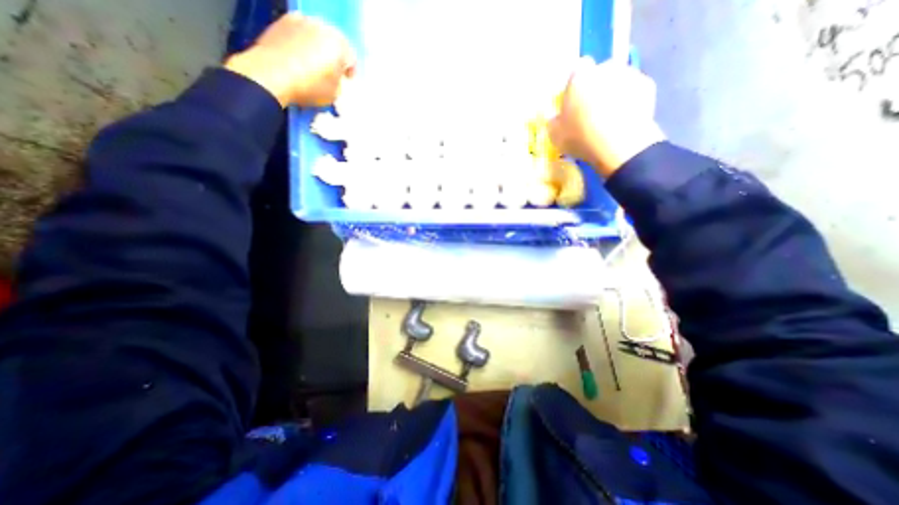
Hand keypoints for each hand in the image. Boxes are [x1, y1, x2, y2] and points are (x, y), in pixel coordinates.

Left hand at [225, 12, 357, 105]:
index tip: (346, 80)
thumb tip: (335, 78)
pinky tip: (298, 57)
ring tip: (313, 63)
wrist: (272, 73)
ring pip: (316, 35)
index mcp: (339, 45)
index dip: (350, 71)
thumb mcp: (334, 93)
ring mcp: (299, 21)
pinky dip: (301, 43)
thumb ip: (339, 83)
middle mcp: (321, 27)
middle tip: (331, 71)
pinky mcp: (281, 21)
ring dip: (317, 47)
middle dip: (334, 56)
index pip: (351, 58)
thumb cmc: (310, 86)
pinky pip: (298, 33)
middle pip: (334, 42)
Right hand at [548, 55, 666, 177]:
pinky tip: (624, 120)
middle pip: (600, 73)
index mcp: (580, 77)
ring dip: (614, 93)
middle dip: (596, 87)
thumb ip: (553, 121)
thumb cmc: (580, 136)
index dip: (576, 84)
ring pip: (618, 81)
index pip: (577, 69)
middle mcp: (605, 68)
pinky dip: (630, 102)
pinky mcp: (648, 87)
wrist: (618, 143)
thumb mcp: (555, 134)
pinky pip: (634, 92)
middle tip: (591, 111)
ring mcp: (629, 75)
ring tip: (610, 118)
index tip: (574, 100)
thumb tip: (555, 117)